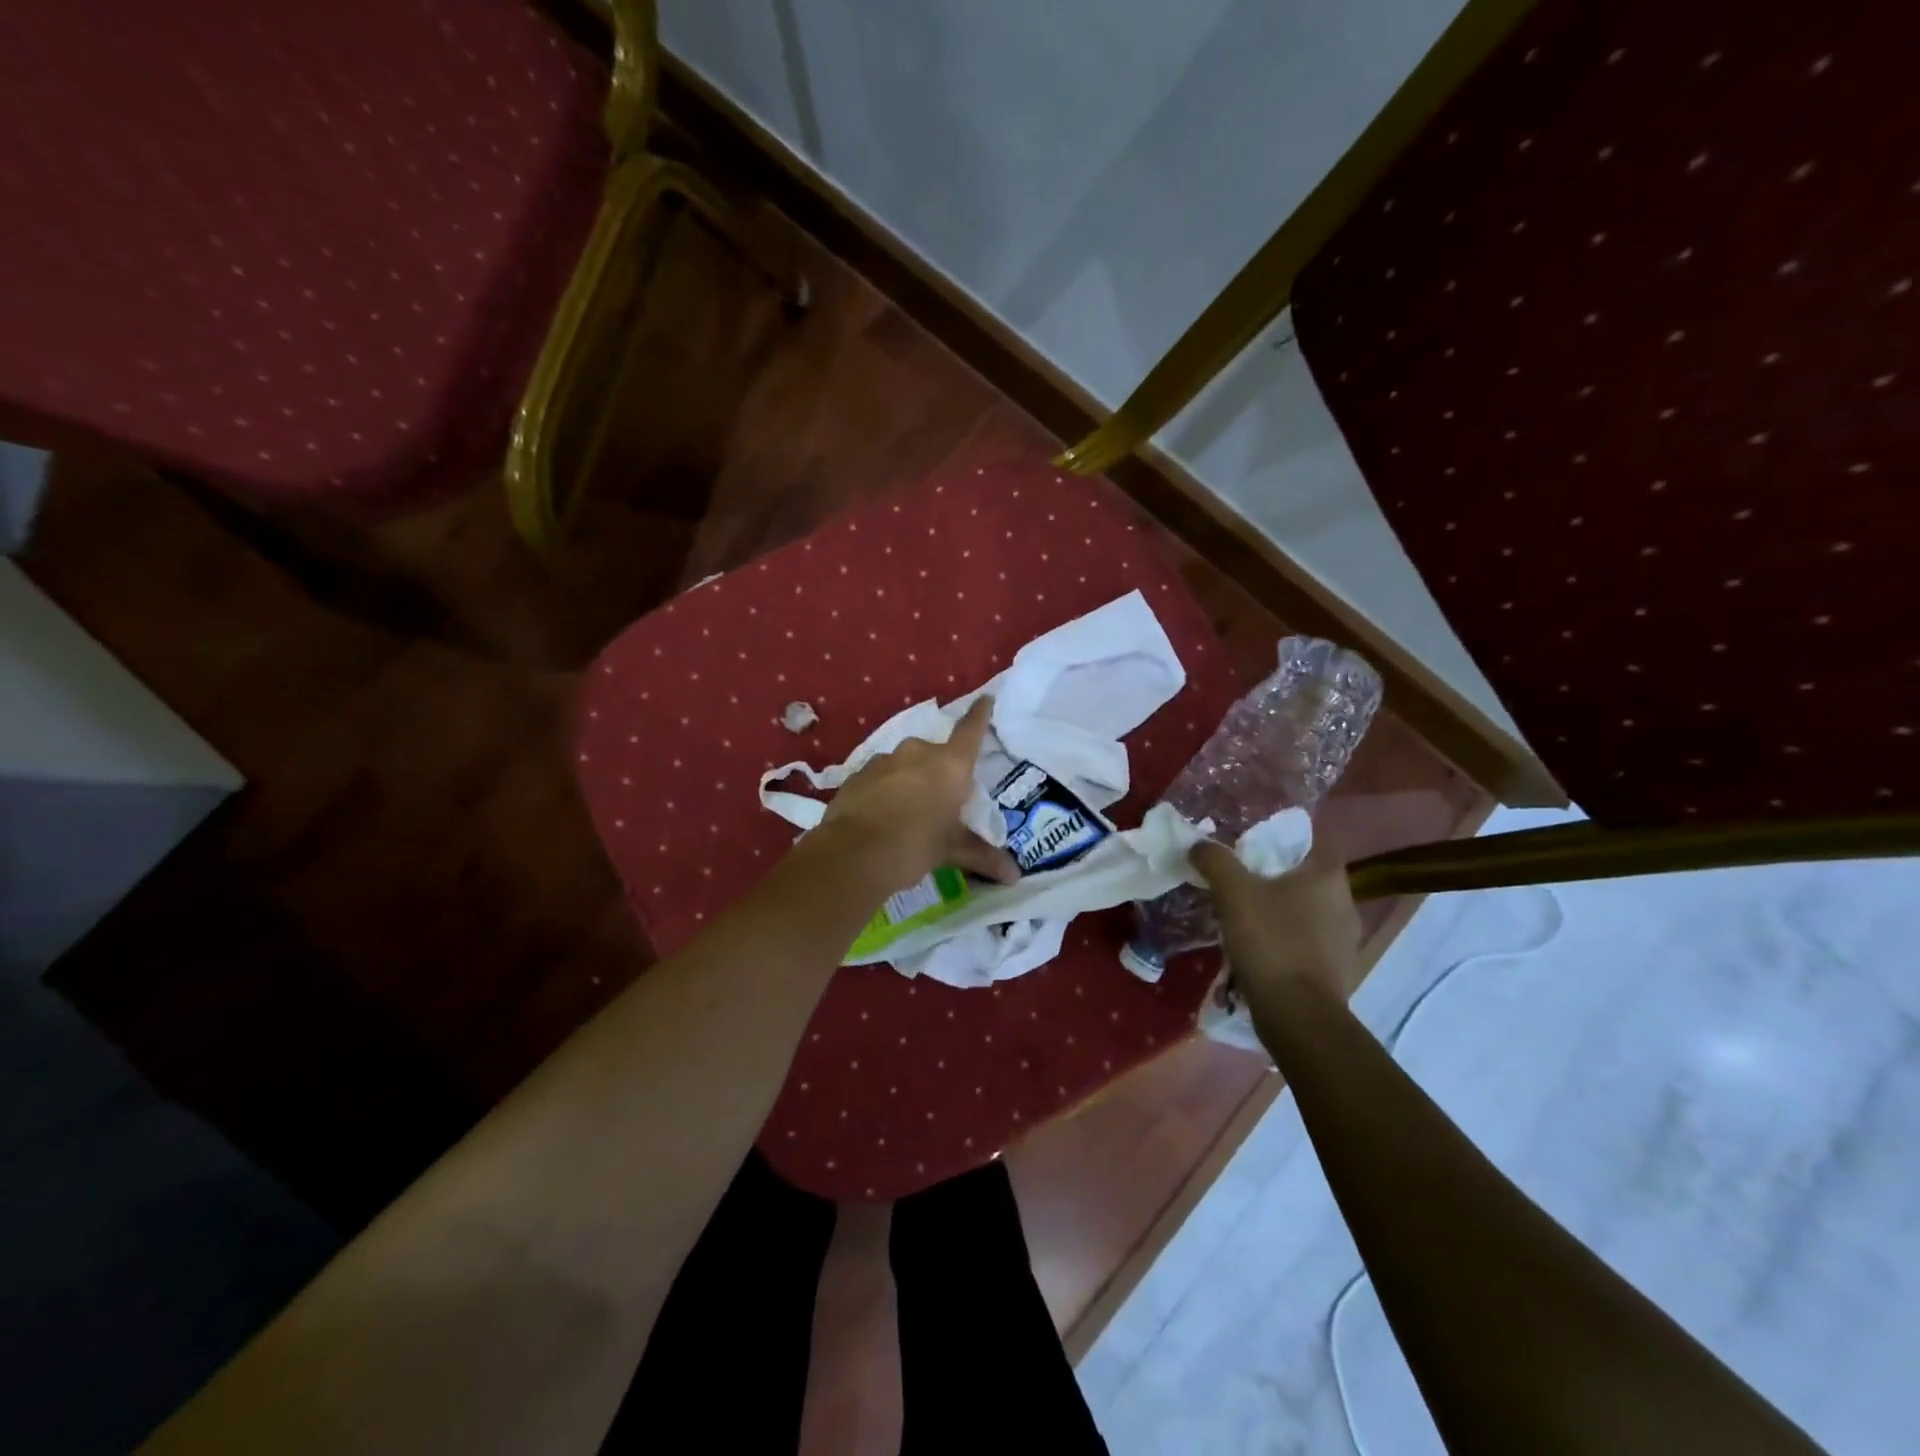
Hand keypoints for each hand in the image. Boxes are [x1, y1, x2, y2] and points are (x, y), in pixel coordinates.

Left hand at [818, 697, 1019, 892]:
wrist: (854, 854)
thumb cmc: (915, 845)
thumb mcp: (951, 850)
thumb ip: (981, 856)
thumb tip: (1014, 877)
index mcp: (950, 765)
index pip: (971, 730)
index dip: (980, 714)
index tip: (985, 698)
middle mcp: (918, 753)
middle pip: (936, 754)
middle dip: (939, 772)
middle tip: (941, 801)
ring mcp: (884, 760)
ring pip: (905, 765)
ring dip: (909, 781)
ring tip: (908, 813)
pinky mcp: (857, 774)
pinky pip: (880, 778)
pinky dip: (884, 790)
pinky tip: (881, 816)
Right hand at [1190, 837, 1362, 1002]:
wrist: (1298, 1015)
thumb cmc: (1271, 942)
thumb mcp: (1233, 893)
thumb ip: (1216, 861)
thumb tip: (1200, 845)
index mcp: (1328, 876)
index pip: (1311, 839)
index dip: (1280, 836)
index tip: (1251, 841)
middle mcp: (1345, 902)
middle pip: (1306, 875)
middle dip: (1274, 874)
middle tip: (1240, 876)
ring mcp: (1345, 940)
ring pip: (1307, 910)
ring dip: (1280, 909)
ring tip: (1245, 914)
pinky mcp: (1336, 969)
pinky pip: (1307, 940)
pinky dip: (1285, 938)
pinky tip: (1260, 947)